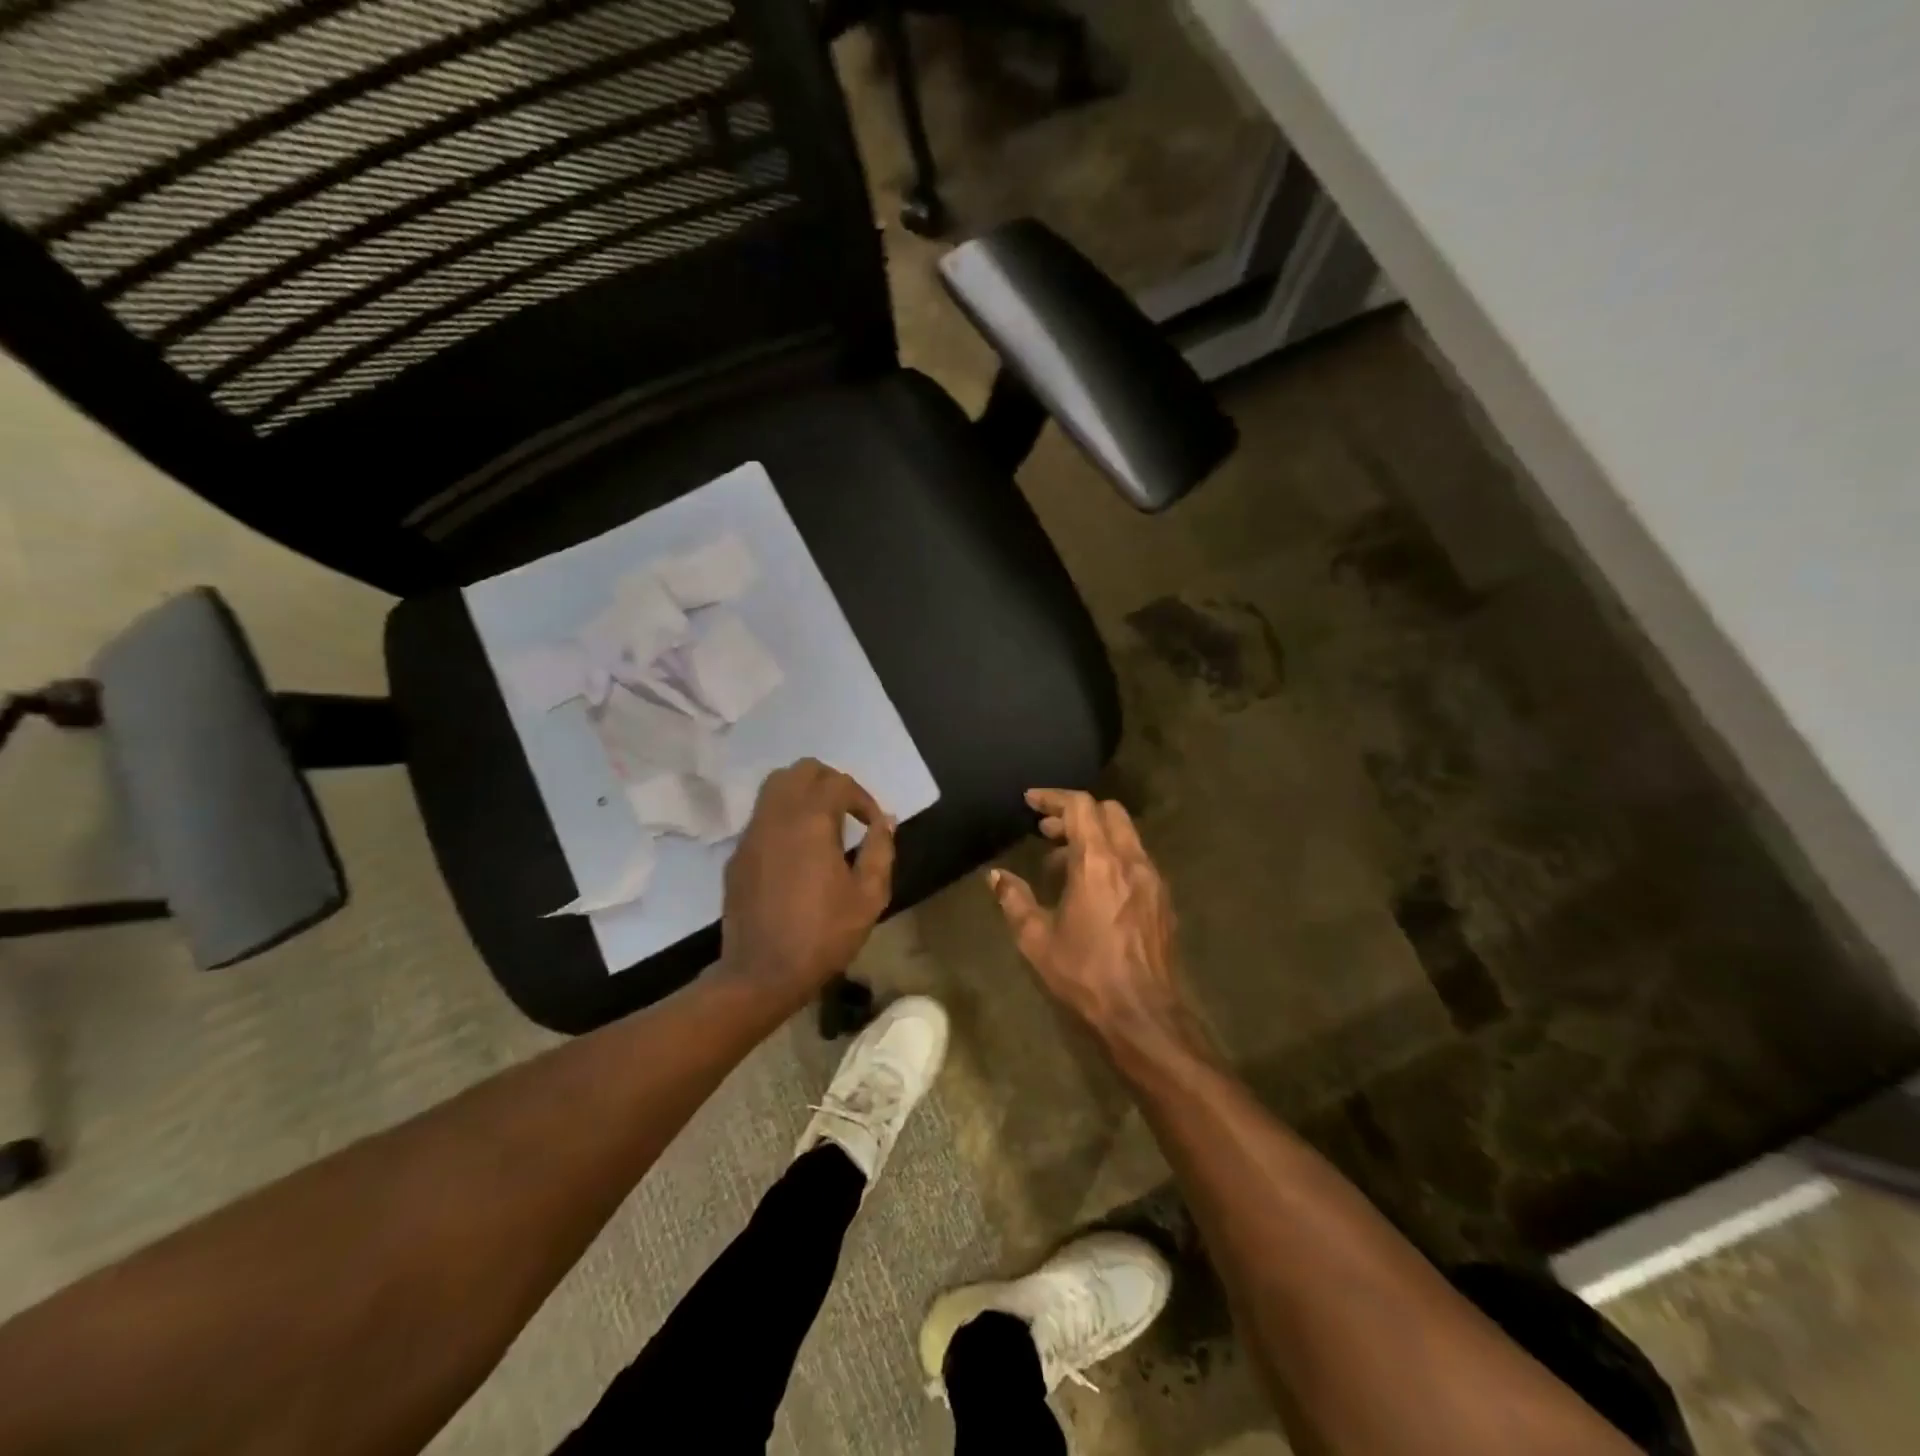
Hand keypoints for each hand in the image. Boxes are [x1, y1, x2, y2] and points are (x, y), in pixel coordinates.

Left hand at [719, 759, 895, 1007]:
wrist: (761, 973)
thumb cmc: (822, 935)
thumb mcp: (868, 897)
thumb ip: (880, 850)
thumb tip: (885, 820)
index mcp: (811, 822)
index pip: (838, 782)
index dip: (863, 798)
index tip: (873, 824)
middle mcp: (777, 817)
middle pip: (801, 771)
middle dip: (830, 782)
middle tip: (848, 811)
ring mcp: (752, 834)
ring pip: (774, 787)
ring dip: (803, 793)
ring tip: (822, 824)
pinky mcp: (738, 854)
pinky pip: (761, 816)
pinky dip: (783, 817)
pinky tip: (797, 850)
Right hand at [989, 789, 1208, 1056]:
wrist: (1144, 1015)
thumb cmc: (1086, 974)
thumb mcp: (1037, 939)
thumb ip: (1014, 900)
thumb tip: (996, 876)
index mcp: (1098, 863)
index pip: (1080, 807)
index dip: (1053, 797)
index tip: (1030, 801)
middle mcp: (1130, 860)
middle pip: (1108, 811)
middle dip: (1076, 812)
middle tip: (1046, 830)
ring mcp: (1152, 879)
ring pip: (1125, 834)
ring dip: (1094, 835)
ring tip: (1063, 862)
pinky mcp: (1162, 899)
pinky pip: (1136, 859)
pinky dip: (1112, 856)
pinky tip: (1093, 887)